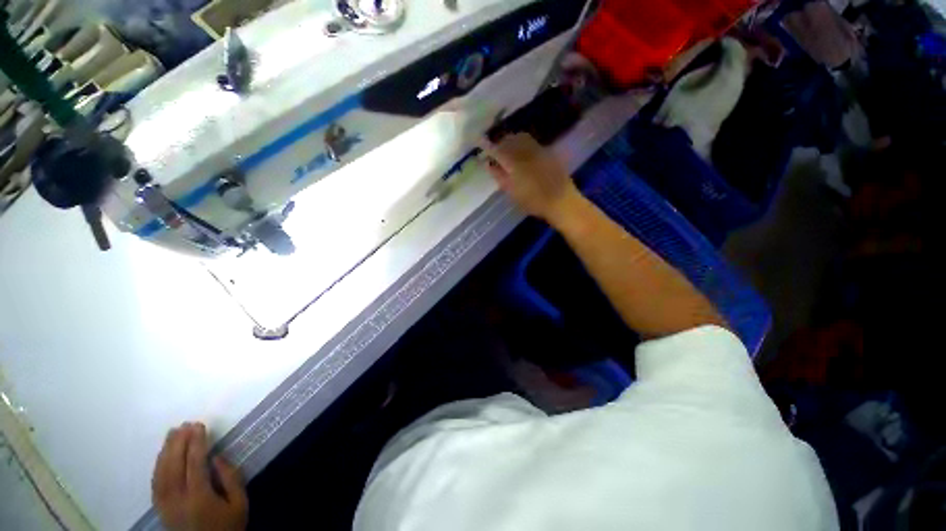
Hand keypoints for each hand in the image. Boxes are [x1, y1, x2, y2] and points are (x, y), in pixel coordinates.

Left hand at [152, 422, 247, 530]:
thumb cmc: (228, 526)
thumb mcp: (239, 503)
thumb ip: (231, 479)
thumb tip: (217, 457)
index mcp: (199, 497)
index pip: (194, 464)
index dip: (196, 443)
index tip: (199, 426)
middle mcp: (177, 500)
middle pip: (173, 466)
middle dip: (178, 443)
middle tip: (185, 425)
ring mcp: (165, 505)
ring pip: (160, 473)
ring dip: (166, 451)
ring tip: (172, 433)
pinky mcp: (160, 509)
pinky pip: (155, 483)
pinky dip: (158, 465)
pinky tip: (162, 455)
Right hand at [480, 133, 581, 222]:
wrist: (561, 201)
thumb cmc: (534, 201)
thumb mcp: (512, 192)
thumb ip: (499, 176)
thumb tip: (488, 164)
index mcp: (515, 162)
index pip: (498, 150)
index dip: (489, 147)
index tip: (482, 146)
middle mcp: (526, 151)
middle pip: (510, 139)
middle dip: (501, 143)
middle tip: (496, 151)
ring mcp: (539, 150)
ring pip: (521, 138)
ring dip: (512, 141)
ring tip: (509, 151)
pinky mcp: (548, 153)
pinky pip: (532, 142)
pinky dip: (523, 144)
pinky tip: (523, 155)